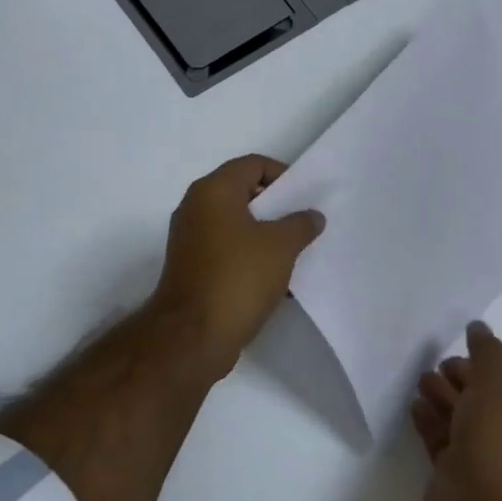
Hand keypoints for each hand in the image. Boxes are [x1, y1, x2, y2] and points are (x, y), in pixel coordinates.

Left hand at [149, 155, 324, 378]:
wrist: (193, 335)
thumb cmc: (237, 278)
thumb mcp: (281, 247)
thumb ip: (300, 224)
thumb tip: (311, 215)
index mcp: (213, 191)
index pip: (252, 164)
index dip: (283, 175)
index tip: (305, 198)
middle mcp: (195, 208)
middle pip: (242, 193)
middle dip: (276, 208)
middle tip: (304, 224)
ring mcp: (190, 239)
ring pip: (235, 225)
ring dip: (265, 236)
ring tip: (295, 254)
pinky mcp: (191, 267)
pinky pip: (226, 251)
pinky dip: (249, 257)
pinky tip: (275, 280)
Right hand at [413, 322, 501, 500]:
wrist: (479, 500)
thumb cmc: (496, 434)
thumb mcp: (496, 378)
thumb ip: (486, 349)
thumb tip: (479, 327)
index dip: (485, 362)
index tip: (462, 352)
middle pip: (482, 394)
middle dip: (459, 378)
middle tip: (438, 369)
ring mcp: (484, 452)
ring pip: (459, 414)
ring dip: (440, 395)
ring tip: (421, 384)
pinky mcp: (456, 468)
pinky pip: (441, 436)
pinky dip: (428, 419)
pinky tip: (415, 406)